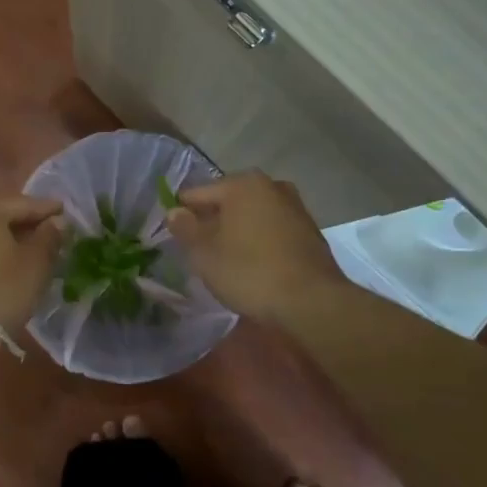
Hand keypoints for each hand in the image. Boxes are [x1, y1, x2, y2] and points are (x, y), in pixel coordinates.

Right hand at [165, 170, 347, 324]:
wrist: (313, 302)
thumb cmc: (250, 272)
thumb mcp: (205, 254)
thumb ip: (185, 229)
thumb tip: (174, 212)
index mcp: (241, 184)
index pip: (197, 194)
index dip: (181, 214)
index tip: (174, 237)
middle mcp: (270, 185)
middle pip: (227, 201)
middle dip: (212, 221)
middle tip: (199, 251)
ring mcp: (294, 206)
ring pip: (251, 215)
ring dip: (237, 231)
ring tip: (226, 260)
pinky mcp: (309, 231)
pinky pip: (272, 229)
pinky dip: (259, 240)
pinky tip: (254, 264)